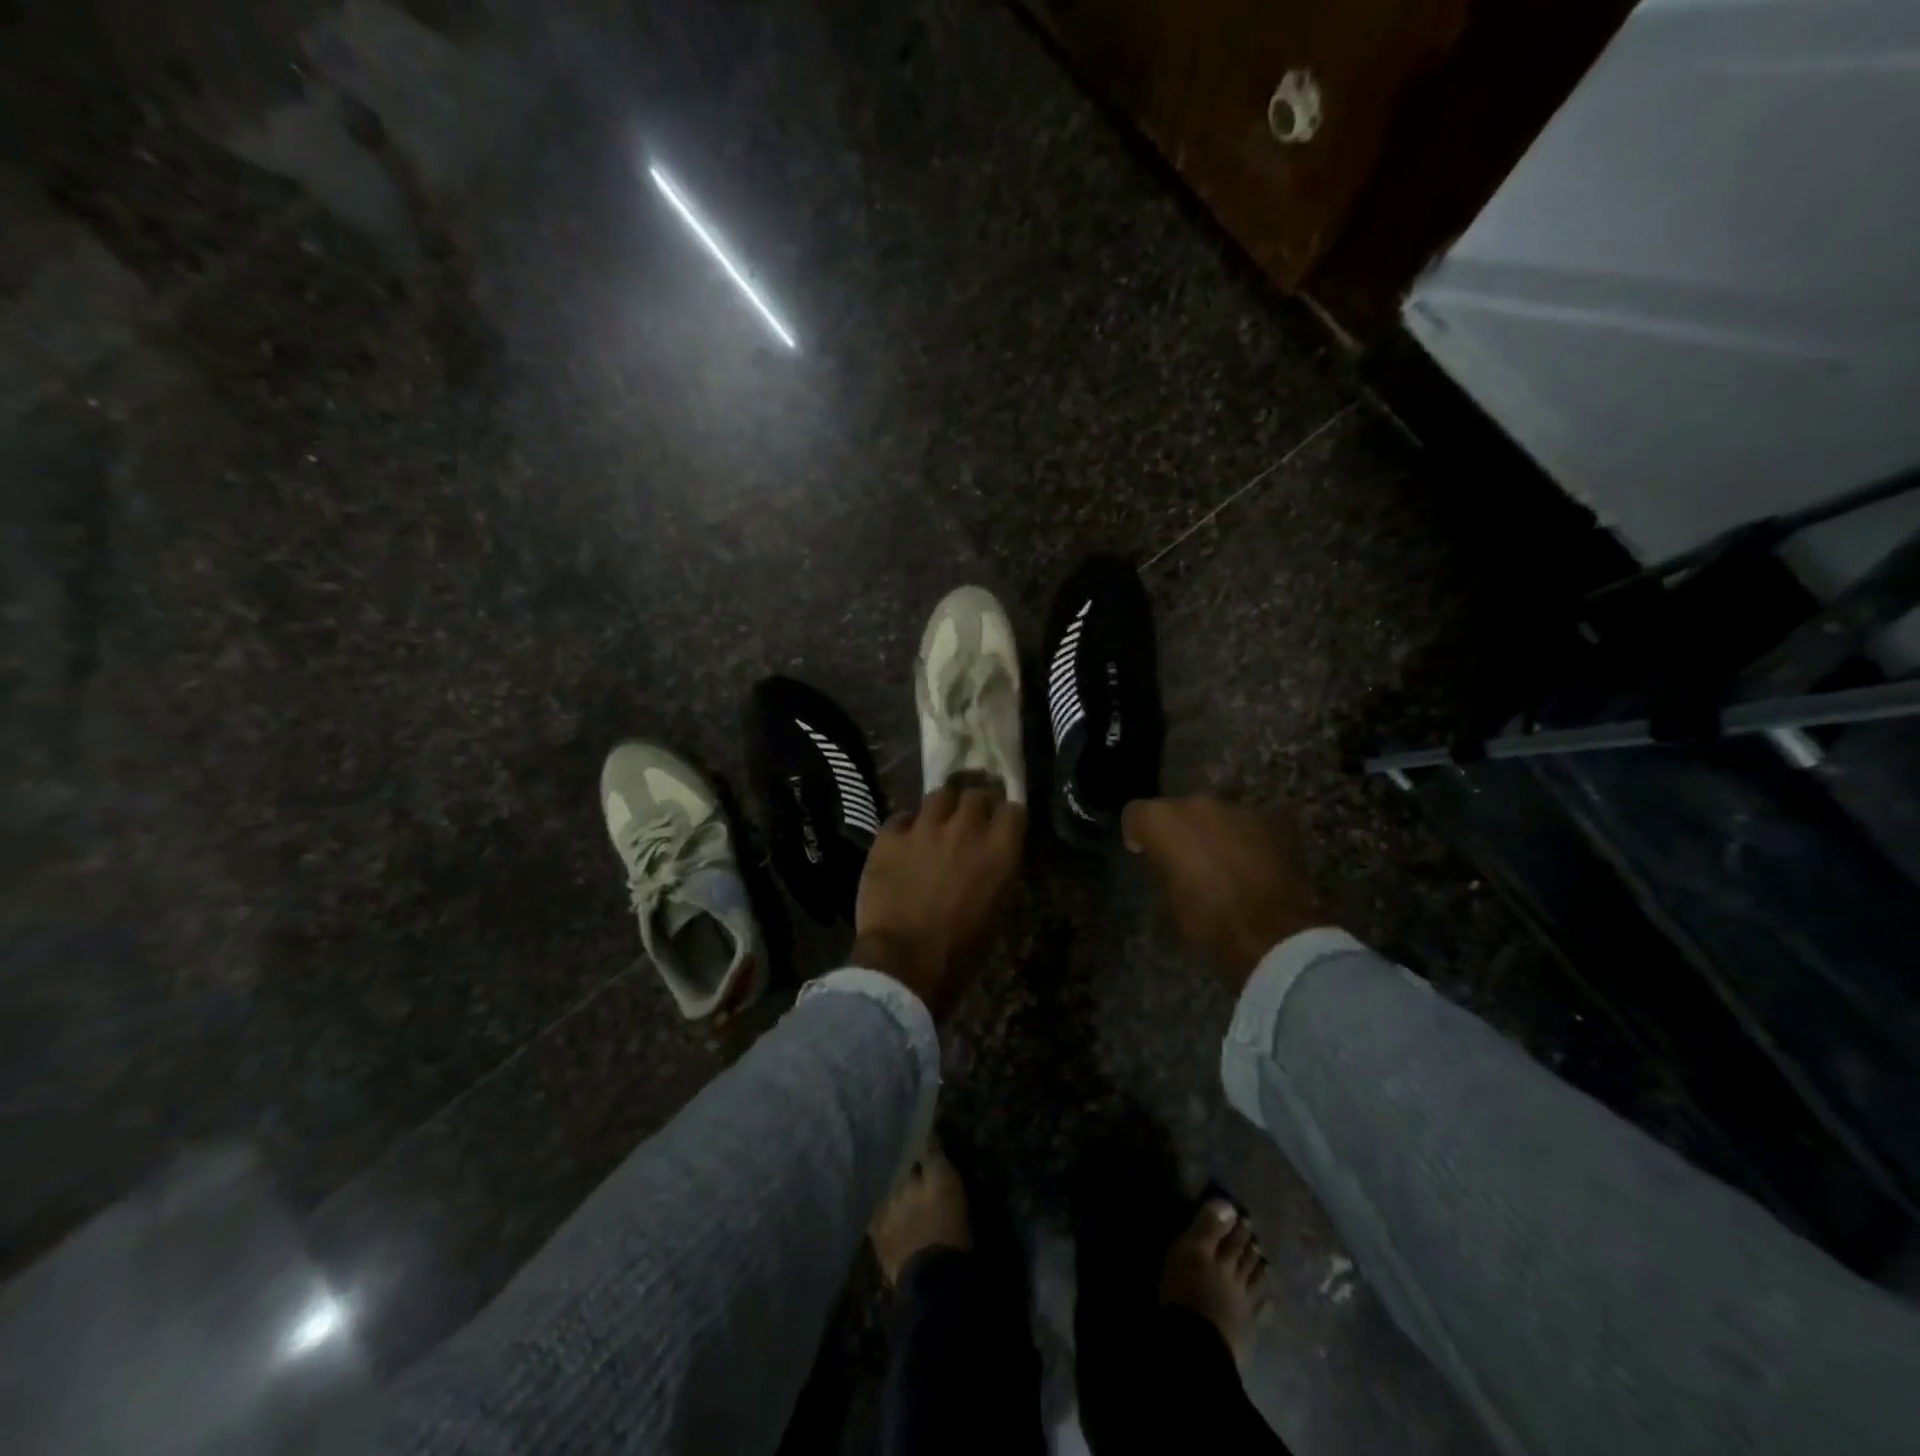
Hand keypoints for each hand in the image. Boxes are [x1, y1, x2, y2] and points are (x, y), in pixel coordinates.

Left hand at [853, 785, 1024, 1018]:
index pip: (1013, 810)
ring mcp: (924, 828)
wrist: (903, 962)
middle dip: (975, 803)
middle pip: (976, 794)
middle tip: (969, 818)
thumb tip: (991, 861)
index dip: (1006, 814)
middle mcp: (965, 830)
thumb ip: (996, 874)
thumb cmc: (959, 951)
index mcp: (998, 852)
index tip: (1001, 822)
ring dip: (942, 807)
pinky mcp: (889, 836)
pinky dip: (905, 827)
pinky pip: (901, 817)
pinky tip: (903, 843)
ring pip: (939, 795)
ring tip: (936, 822)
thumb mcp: (995, 912)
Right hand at [1121, 796, 1323, 988]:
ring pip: (1212, 815)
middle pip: (1177, 809)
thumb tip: (1165, 858)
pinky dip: (1239, 840)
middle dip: (1178, 830)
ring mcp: (1236, 810)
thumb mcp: (1168, 896)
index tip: (1144, 852)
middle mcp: (1197, 804)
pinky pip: (1242, 826)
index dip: (1138, 833)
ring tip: (1218, 863)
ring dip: (1210, 832)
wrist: (1270, 931)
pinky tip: (1245, 866)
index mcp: (1163, 820)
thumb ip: (1162, 865)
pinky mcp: (1268, 822)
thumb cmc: (1207, 920)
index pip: (1136, 814)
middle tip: (1183, 858)